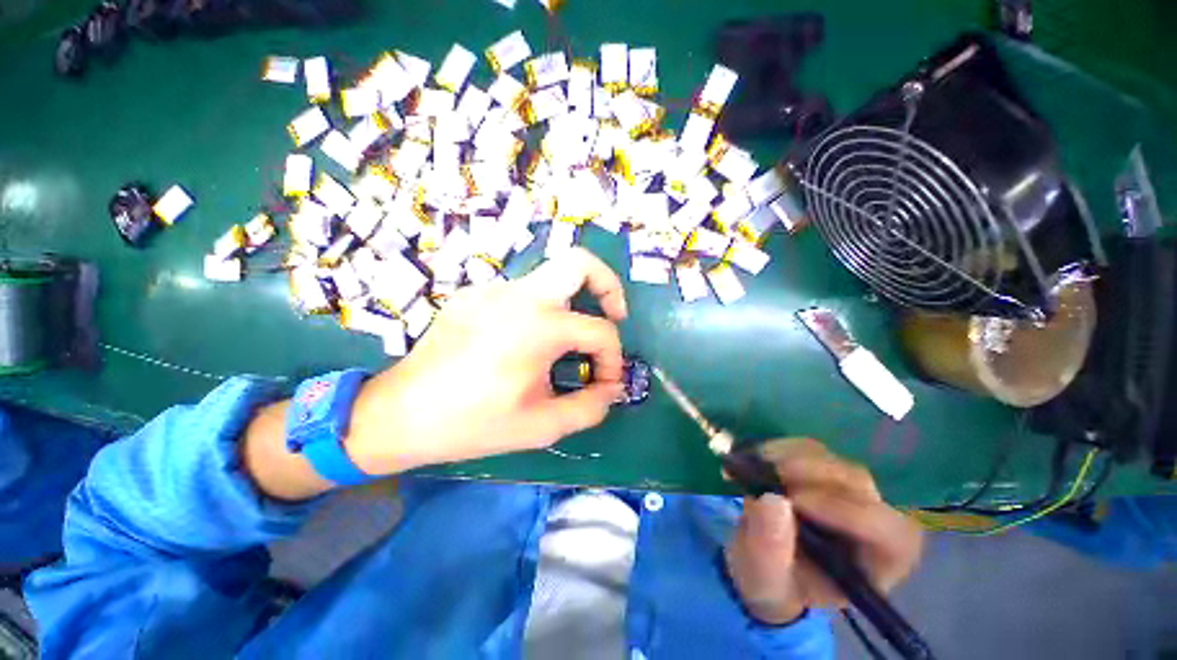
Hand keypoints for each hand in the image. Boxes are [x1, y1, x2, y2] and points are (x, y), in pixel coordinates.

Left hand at [345, 248, 628, 475]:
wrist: (402, 413)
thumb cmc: (474, 423)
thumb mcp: (543, 426)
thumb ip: (590, 407)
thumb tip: (613, 387)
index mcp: (539, 327)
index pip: (600, 331)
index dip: (613, 359)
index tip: (604, 382)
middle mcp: (520, 295)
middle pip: (580, 262)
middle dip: (608, 285)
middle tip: (613, 316)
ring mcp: (494, 289)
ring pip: (551, 278)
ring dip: (571, 304)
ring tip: (566, 341)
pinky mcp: (475, 295)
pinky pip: (522, 293)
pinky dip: (540, 311)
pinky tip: (525, 342)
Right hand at [725, 438, 922, 624]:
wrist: (763, 560)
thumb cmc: (775, 582)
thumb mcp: (765, 579)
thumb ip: (770, 550)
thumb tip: (772, 501)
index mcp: (878, 563)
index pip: (888, 532)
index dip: (846, 512)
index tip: (793, 502)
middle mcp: (874, 520)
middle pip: (858, 484)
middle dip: (810, 474)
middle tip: (765, 472)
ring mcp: (848, 489)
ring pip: (831, 460)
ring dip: (789, 457)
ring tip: (752, 467)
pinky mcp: (822, 468)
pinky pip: (807, 448)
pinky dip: (779, 448)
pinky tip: (756, 459)